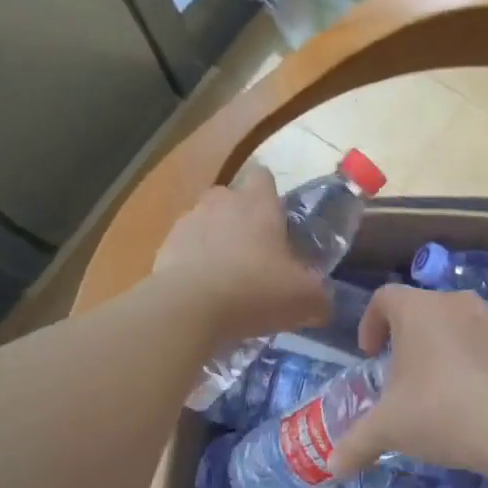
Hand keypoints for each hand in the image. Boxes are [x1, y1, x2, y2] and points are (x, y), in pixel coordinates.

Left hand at [152, 163, 330, 344]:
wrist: (189, 310)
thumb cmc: (256, 291)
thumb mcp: (305, 300)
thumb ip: (320, 297)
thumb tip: (324, 304)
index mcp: (258, 203)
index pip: (264, 177)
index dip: (271, 194)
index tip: (278, 219)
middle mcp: (221, 202)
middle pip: (231, 198)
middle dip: (241, 218)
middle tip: (255, 252)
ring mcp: (187, 222)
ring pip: (205, 222)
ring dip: (214, 241)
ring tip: (226, 277)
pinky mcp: (163, 248)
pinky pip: (184, 249)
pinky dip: (192, 264)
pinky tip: (203, 293)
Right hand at [328, 285, 487, 480]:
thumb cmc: (441, 412)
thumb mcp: (389, 429)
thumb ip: (355, 443)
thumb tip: (332, 467)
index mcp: (418, 309)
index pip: (384, 298)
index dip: (371, 323)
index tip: (370, 355)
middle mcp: (454, 302)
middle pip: (421, 308)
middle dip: (407, 337)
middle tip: (401, 374)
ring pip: (456, 322)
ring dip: (442, 344)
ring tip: (439, 383)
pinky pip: (486, 338)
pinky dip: (474, 355)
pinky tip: (474, 391)